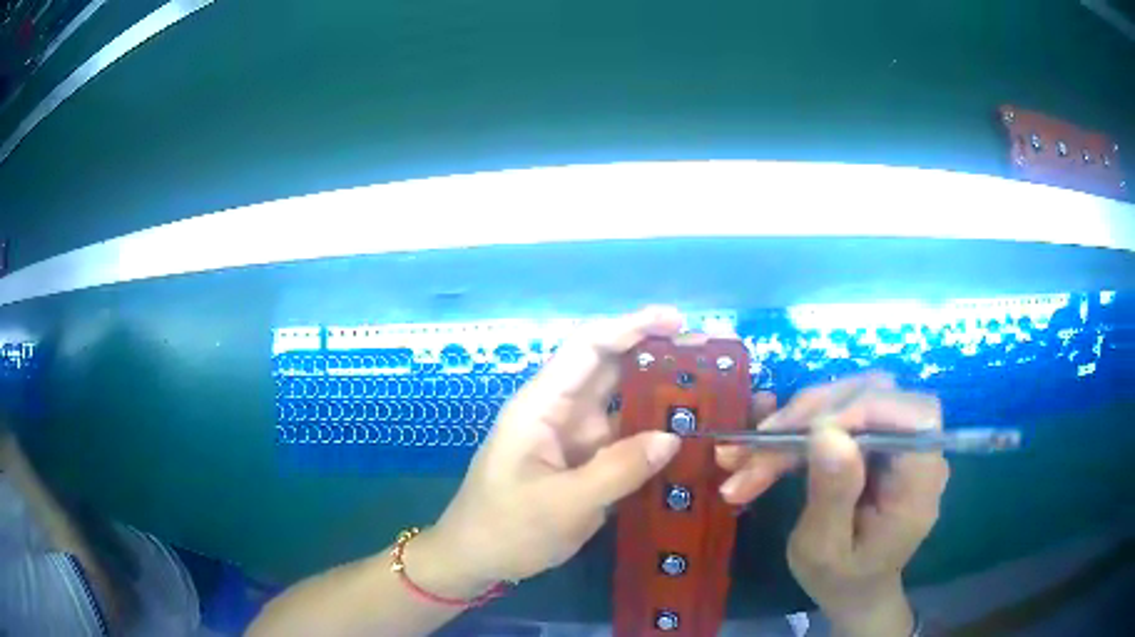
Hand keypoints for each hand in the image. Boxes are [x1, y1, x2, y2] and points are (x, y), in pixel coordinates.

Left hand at [422, 306, 685, 587]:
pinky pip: (623, 437)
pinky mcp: (583, 461)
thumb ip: (619, 469)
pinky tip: (687, 435)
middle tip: (709, 354)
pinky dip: (652, 432)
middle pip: (610, 368)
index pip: (588, 347)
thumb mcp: (564, 504)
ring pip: (621, 402)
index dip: (632, 326)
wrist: (476, 560)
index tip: (678, 321)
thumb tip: (673, 437)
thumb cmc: (507, 528)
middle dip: (657, 354)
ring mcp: (573, 437)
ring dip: (660, 394)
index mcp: (542, 405)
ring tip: (711, 389)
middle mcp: (560, 411)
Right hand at [717, 374, 949, 636]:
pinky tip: (763, 443)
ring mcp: (895, 439)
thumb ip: (833, 497)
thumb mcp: (825, 552)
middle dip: (813, 414)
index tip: (805, 435)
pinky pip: (839, 410)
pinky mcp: (874, 437)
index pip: (914, 417)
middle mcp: (915, 450)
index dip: (863, 409)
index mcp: (920, 483)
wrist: (854, 588)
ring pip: (852, 395)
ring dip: (797, 419)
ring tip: (748, 456)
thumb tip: (827, 434)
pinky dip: (798, 424)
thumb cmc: (841, 579)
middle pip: (877, 394)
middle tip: (757, 449)